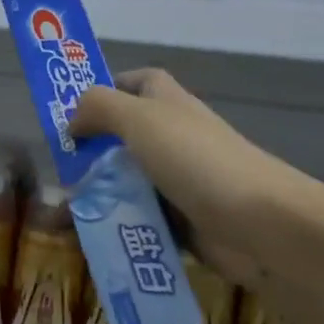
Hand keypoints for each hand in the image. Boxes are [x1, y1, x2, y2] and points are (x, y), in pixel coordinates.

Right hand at [71, 68, 323, 290]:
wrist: (265, 228)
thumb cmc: (199, 162)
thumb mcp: (141, 120)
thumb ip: (99, 107)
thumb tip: (72, 120)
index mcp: (169, 106)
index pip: (138, 82)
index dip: (108, 88)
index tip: (73, 110)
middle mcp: (174, 140)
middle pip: (124, 139)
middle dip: (89, 154)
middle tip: (58, 173)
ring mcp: (180, 183)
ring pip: (128, 184)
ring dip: (97, 198)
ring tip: (64, 216)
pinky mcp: (184, 224)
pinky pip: (140, 222)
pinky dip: (116, 230)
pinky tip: (89, 241)